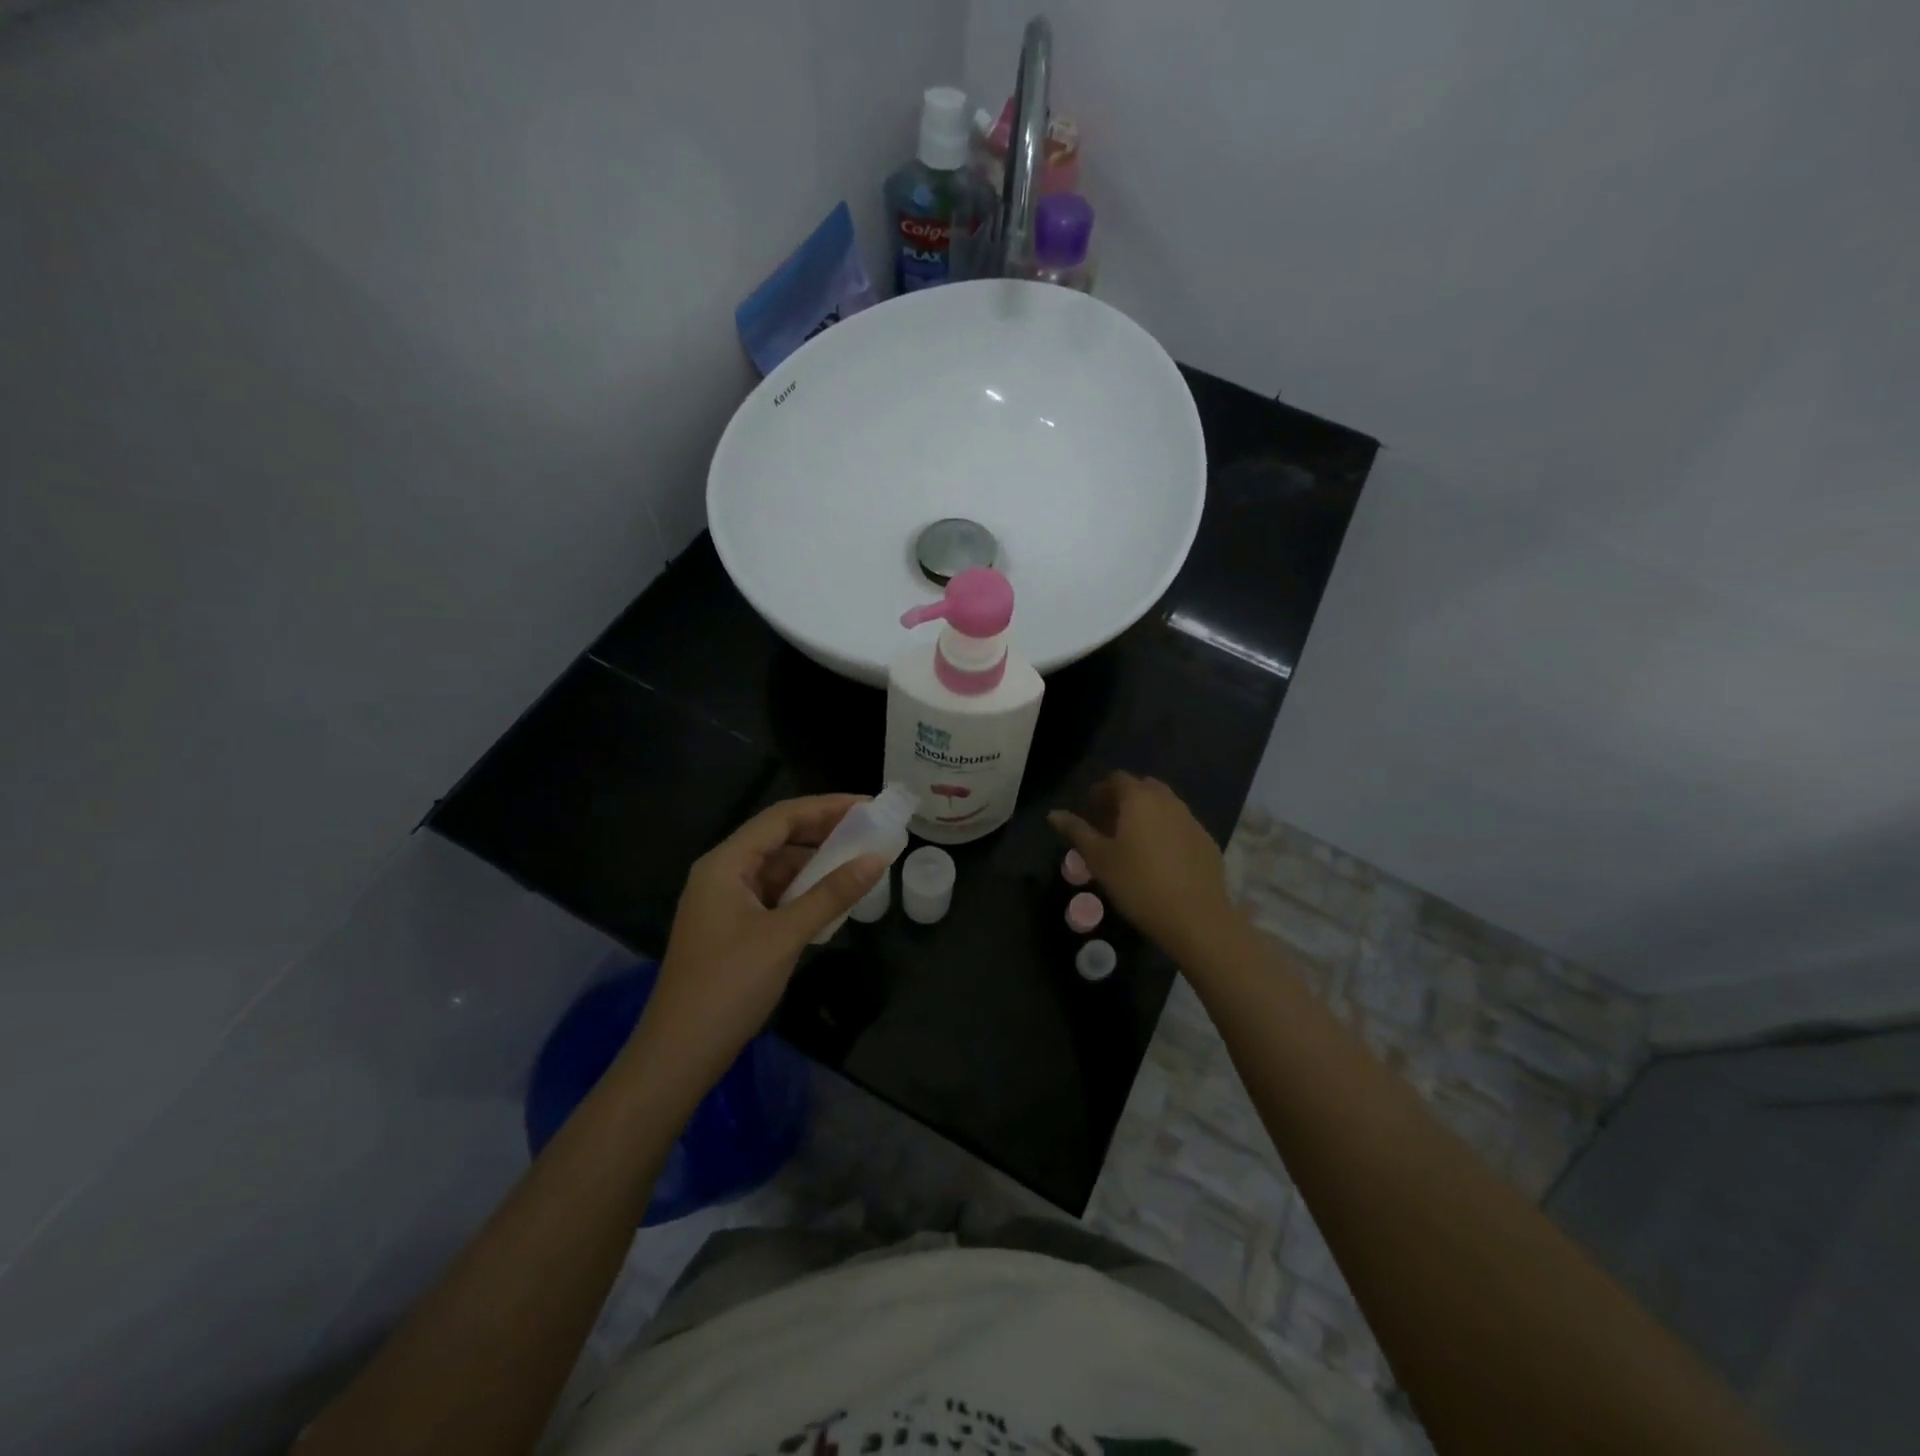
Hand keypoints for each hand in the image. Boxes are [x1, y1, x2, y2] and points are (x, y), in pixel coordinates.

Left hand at [628, 795, 886, 1094]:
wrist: (679, 1054)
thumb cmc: (728, 986)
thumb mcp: (785, 936)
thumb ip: (831, 894)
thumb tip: (877, 859)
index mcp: (724, 864)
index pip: (780, 818)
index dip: (826, 807)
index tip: (868, 806)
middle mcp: (721, 874)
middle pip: (778, 839)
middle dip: (823, 833)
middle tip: (869, 831)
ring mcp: (724, 902)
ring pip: (777, 869)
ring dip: (815, 865)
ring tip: (858, 863)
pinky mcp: (732, 928)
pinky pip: (773, 896)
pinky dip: (802, 893)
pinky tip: (831, 901)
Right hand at [1049, 772, 1238, 961]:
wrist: (1195, 917)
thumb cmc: (1138, 884)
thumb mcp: (1098, 859)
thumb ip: (1076, 831)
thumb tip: (1053, 814)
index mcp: (1138, 799)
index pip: (1117, 778)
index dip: (1101, 790)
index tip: (1091, 811)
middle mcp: (1168, 801)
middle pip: (1143, 787)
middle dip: (1125, 798)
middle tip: (1110, 825)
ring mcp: (1191, 819)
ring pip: (1165, 804)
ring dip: (1147, 813)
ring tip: (1134, 842)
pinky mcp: (1207, 840)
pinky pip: (1181, 825)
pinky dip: (1167, 831)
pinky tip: (1161, 859)